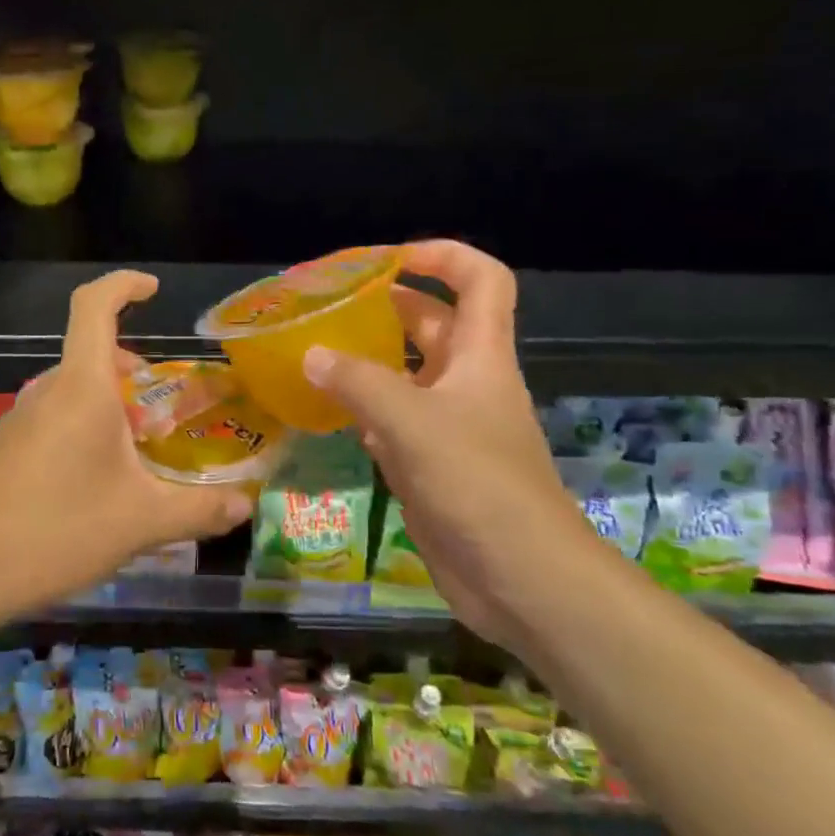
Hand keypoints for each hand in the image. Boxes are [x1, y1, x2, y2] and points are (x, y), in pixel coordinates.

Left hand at [0, 270, 253, 614]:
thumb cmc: (57, 530)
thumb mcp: (142, 522)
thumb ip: (200, 510)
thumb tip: (245, 505)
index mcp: (81, 387)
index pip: (94, 305)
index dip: (123, 285)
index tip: (153, 290)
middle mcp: (47, 391)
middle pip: (92, 354)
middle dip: (132, 369)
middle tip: (165, 408)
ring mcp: (19, 419)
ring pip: (74, 391)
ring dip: (110, 404)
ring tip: (140, 452)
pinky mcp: (5, 448)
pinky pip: (54, 418)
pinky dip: (85, 428)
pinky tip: (97, 483)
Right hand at [302, 241, 602, 646]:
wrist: (523, 579)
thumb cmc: (478, 485)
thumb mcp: (413, 424)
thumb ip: (359, 383)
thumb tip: (311, 354)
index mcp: (481, 356)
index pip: (482, 281)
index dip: (444, 256)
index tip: (391, 257)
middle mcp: (467, 381)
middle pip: (432, 324)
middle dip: (387, 305)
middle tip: (330, 304)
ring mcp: (449, 424)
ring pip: (406, 374)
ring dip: (368, 359)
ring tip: (314, 350)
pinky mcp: (432, 463)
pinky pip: (392, 420)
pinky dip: (362, 408)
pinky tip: (326, 410)